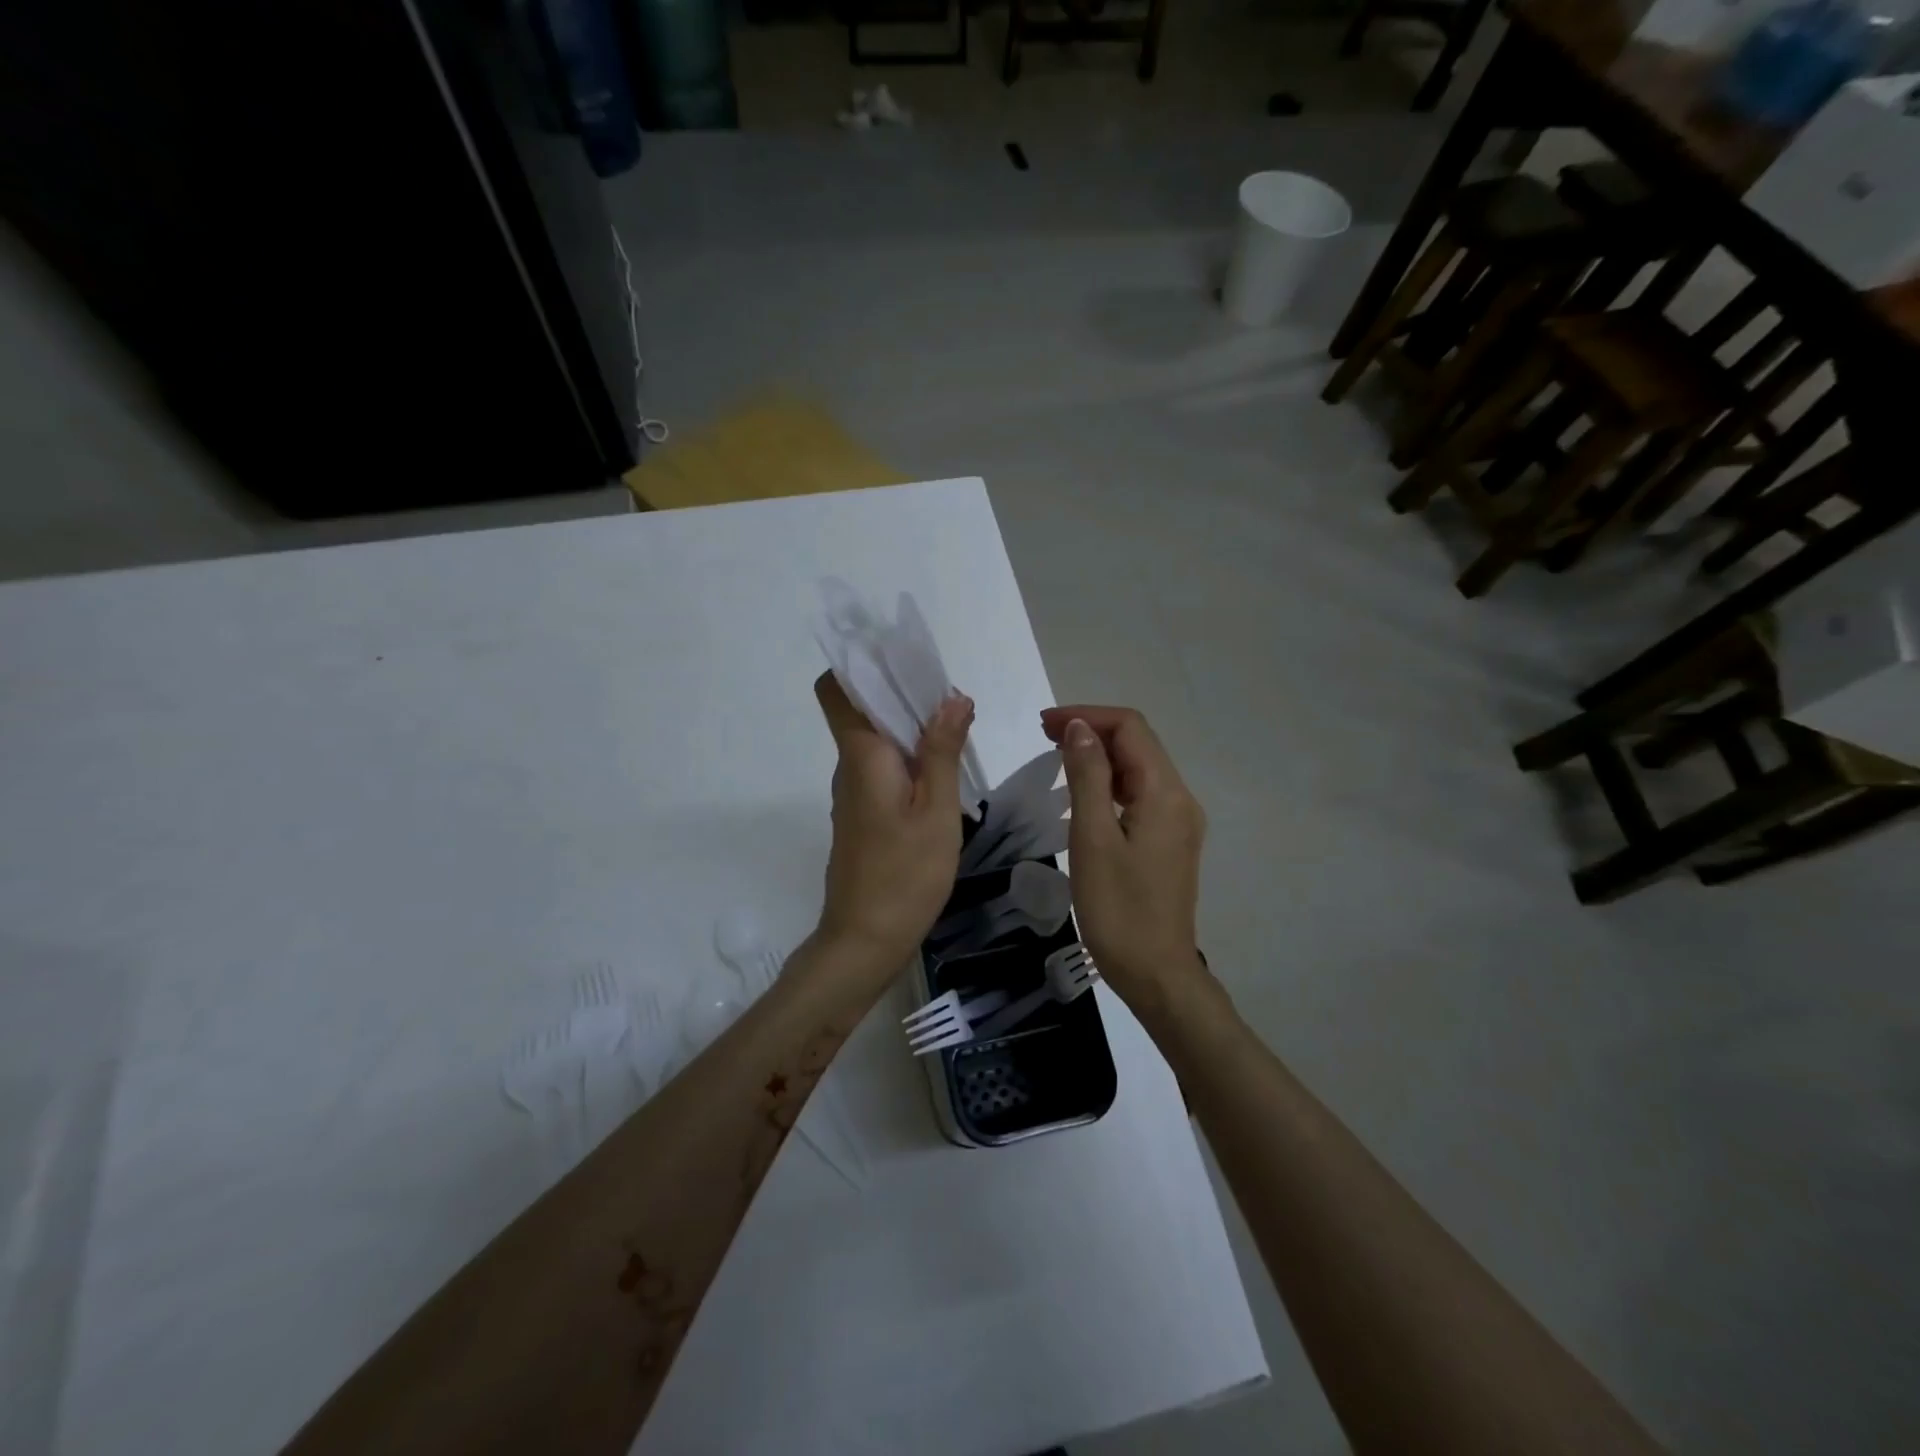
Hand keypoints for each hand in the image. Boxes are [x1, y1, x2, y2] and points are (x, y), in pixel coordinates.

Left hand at [813, 672, 974, 980]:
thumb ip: (942, 751)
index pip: (835, 690)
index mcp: (861, 756)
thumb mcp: (937, 811)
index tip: (901, 659)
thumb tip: (952, 698)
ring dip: (910, 728)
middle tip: (952, 699)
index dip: (859, 666)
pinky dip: (908, 759)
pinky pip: (881, 769)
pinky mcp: (862, 816)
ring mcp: (853, 794)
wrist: (864, 941)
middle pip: (862, 711)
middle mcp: (849, 767)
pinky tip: (942, 774)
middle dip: (902, 694)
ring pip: (875, 742)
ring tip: (957, 731)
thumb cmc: (904, 874)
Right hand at [1040, 705, 1207, 1003]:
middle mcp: (1180, 799)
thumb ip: (1087, 776)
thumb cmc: (1118, 910)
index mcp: (1165, 793)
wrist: (1156, 974)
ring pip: (1140, 769)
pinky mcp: (1170, 842)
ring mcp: (1179, 822)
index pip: (1130, 728)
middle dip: (1092, 731)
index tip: (1043, 725)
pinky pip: (1141, 794)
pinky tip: (1084, 795)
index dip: (1087, 716)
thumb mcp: (1092, 838)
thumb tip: (1080, 728)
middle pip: (1138, 744)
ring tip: (1057, 759)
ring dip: (1101, 756)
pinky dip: (1111, 783)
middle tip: (1044, 737)